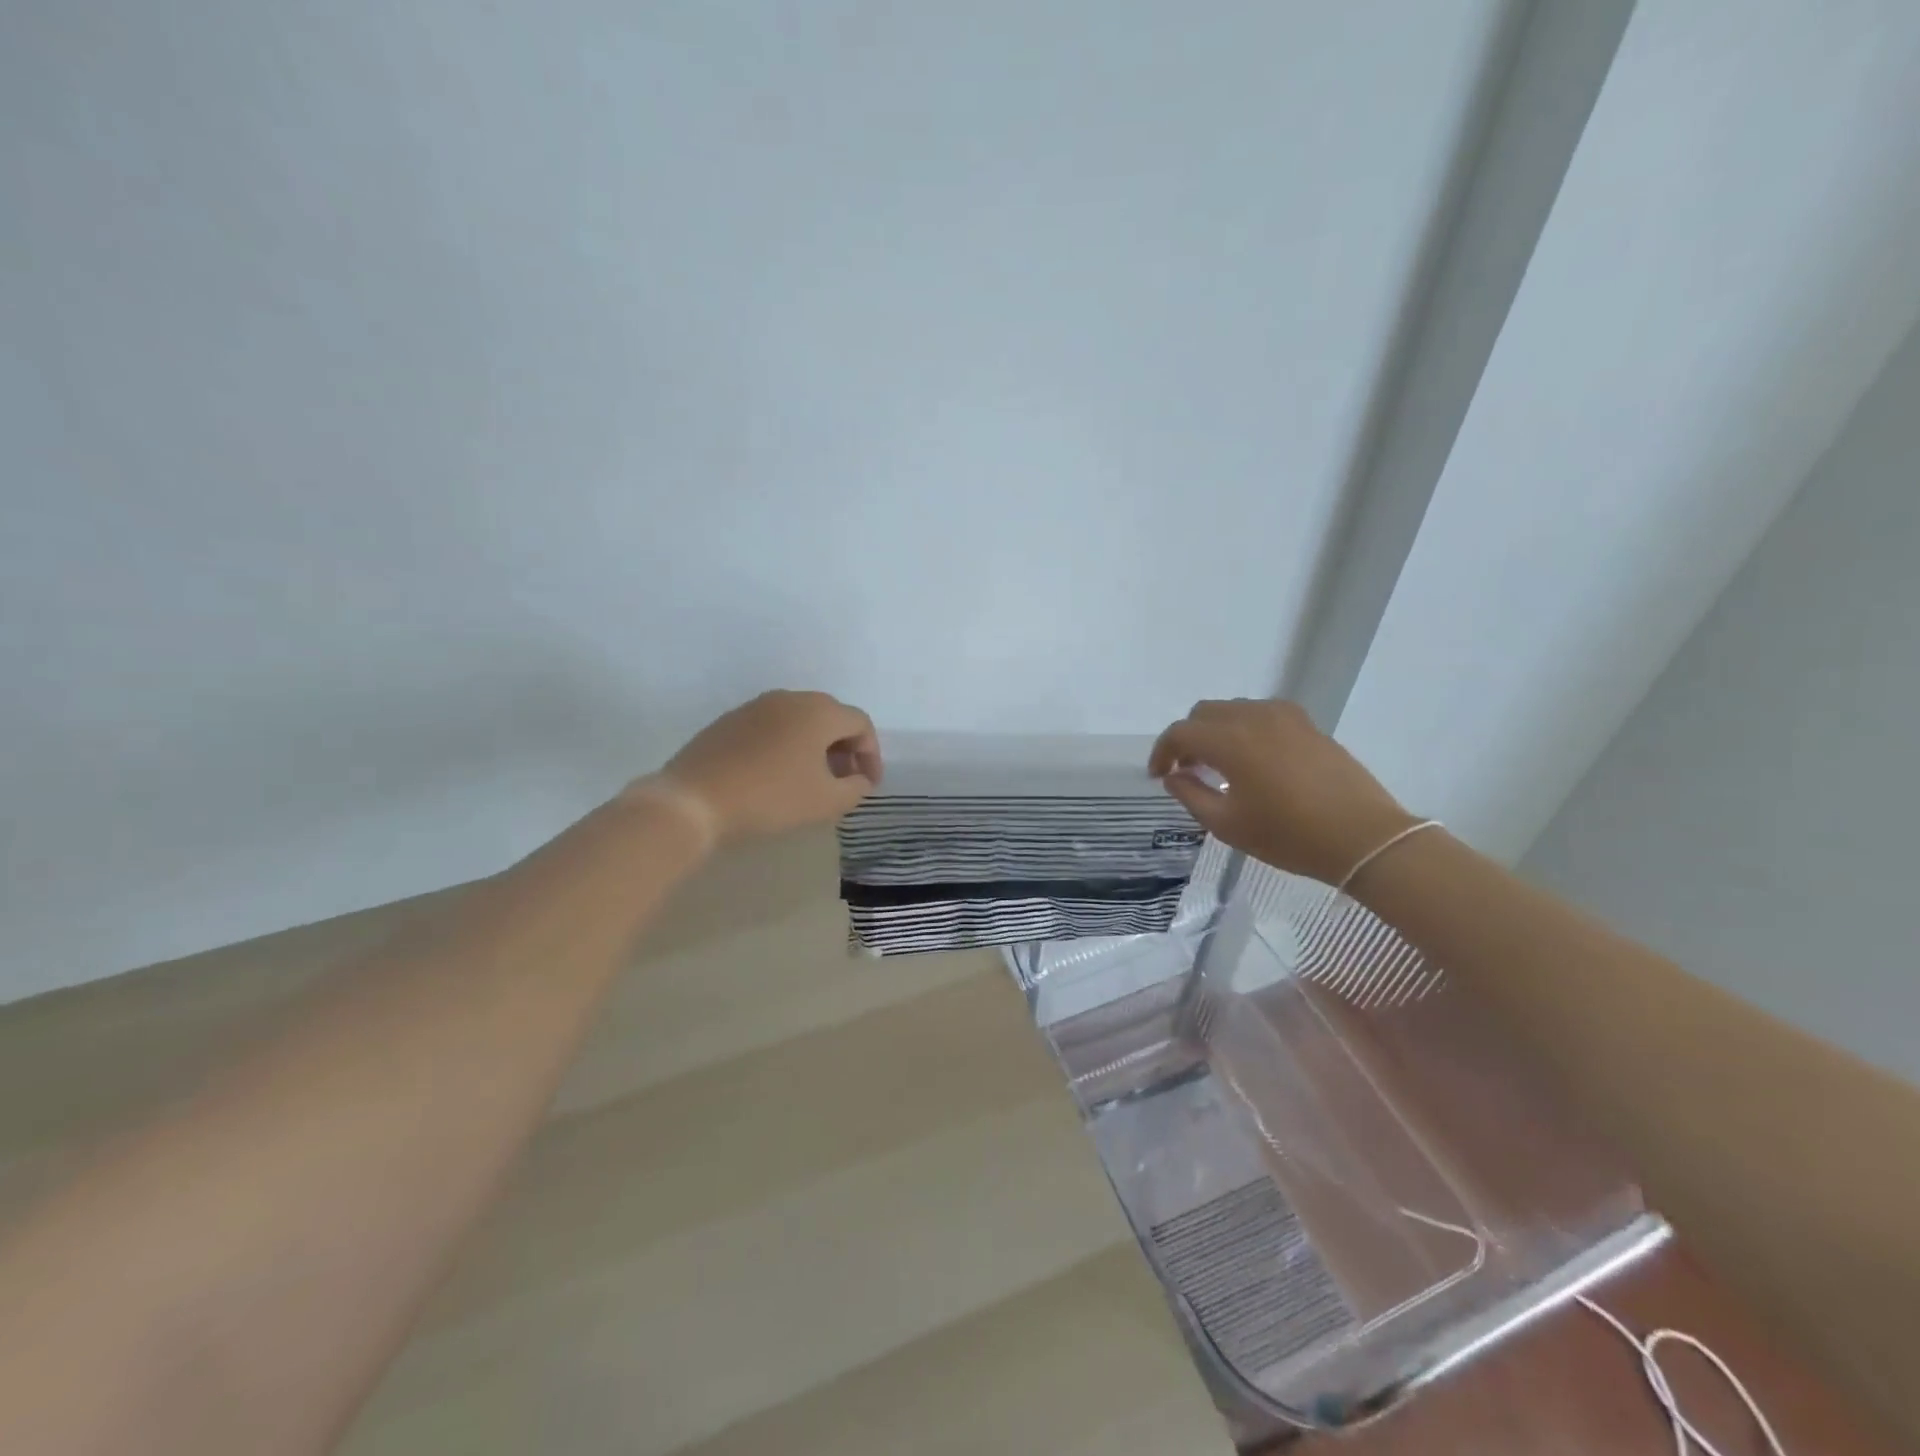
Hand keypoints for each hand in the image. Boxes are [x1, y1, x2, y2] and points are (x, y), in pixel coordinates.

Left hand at [650, 690, 881, 844]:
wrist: (694, 800)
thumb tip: (859, 779)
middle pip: (831, 717)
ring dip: (815, 746)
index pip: (860, 724)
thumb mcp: (826, 801)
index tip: (867, 785)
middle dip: (845, 748)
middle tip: (844, 781)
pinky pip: (772, 727)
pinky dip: (786, 746)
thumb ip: (855, 788)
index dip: (871, 755)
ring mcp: (756, 706)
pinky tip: (776, 775)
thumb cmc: (771, 797)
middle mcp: (790, 698)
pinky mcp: (730, 721)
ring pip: (800, 720)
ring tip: (811, 779)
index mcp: (819, 711)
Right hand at [1149, 698, 1417, 884]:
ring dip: (1215, 731)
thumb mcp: (1228, 825)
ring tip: (1218, 765)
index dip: (1162, 752)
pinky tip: (1252, 759)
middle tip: (1187, 770)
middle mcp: (1254, 717)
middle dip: (1188, 738)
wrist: (1364, 837)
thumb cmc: (1290, 836)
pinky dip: (1244, 728)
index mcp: (1231, 741)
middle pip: (1204, 713)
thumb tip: (1174, 776)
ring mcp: (1284, 716)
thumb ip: (1191, 795)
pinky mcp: (1307, 723)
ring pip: (1233, 709)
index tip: (1159, 776)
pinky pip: (1261, 714)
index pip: (1180, 733)